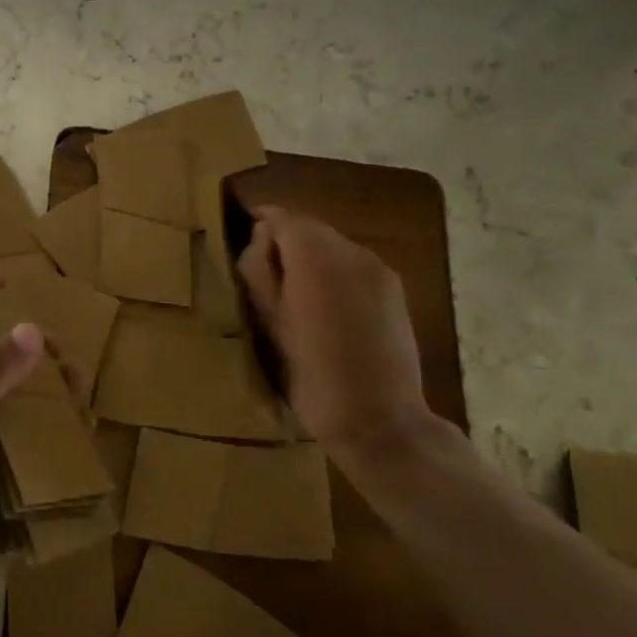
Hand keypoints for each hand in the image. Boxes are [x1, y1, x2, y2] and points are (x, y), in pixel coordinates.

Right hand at [236, 207, 430, 466]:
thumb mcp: (268, 321)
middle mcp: (352, 251)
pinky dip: (335, 274)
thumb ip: (258, 269)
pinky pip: (354, 266)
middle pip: (310, 228)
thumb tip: (260, 239)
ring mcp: (378, 269)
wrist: (377, 419)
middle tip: (264, 278)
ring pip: (333, 246)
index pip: (282, 217)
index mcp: (316, 257)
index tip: (242, 244)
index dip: (260, 225)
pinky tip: (326, 309)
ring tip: (295, 297)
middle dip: (286, 243)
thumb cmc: (311, 373)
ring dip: (311, 259)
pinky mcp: (394, 290)